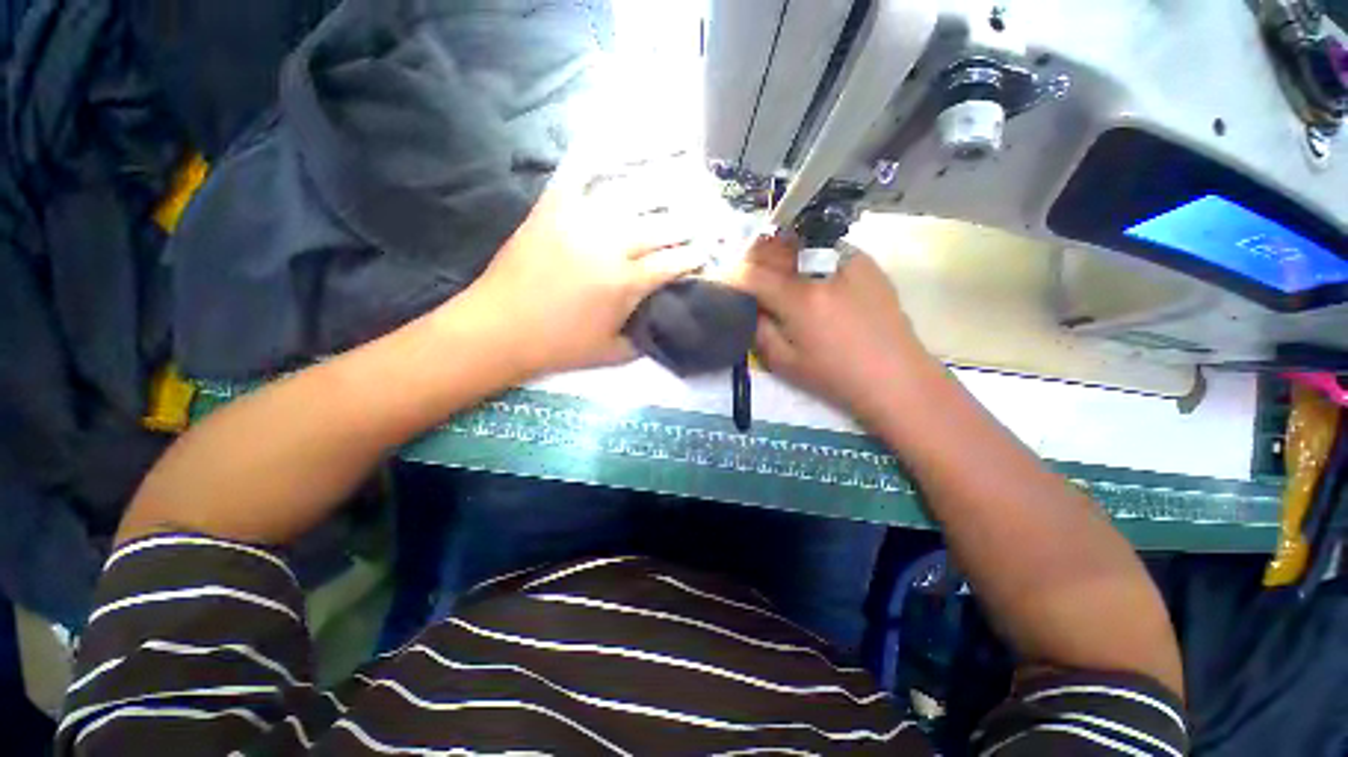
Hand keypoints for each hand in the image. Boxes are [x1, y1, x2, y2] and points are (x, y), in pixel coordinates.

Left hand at [454, 165, 708, 377]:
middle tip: (699, 220)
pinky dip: (594, 158)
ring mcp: (580, 222)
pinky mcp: (551, 210)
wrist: (499, 330)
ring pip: (629, 198)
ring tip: (675, 181)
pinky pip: (577, 176)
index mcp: (626, 283)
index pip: (672, 263)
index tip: (706, 252)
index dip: (693, 258)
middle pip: (659, 227)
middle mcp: (610, 245)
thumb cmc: (559, 347)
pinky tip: (609, 145)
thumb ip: (644, 339)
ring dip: (656, 191)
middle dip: (684, 226)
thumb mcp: (611, 354)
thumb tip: (663, 324)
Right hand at [725, 234, 934, 424]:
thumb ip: (759, 330)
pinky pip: (825, 247)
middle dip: (751, 258)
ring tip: (774, 270)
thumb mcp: (785, 363)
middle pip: (773, 248)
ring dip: (778, 252)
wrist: (895, 376)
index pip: (752, 275)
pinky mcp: (865, 261)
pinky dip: (807, 255)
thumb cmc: (836, 376)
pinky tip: (809, 273)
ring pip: (799, 242)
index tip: (723, 284)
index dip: (731, 277)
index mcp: (799, 299)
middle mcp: (821, 269)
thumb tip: (749, 307)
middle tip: (746, 275)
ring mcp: (847, 259)